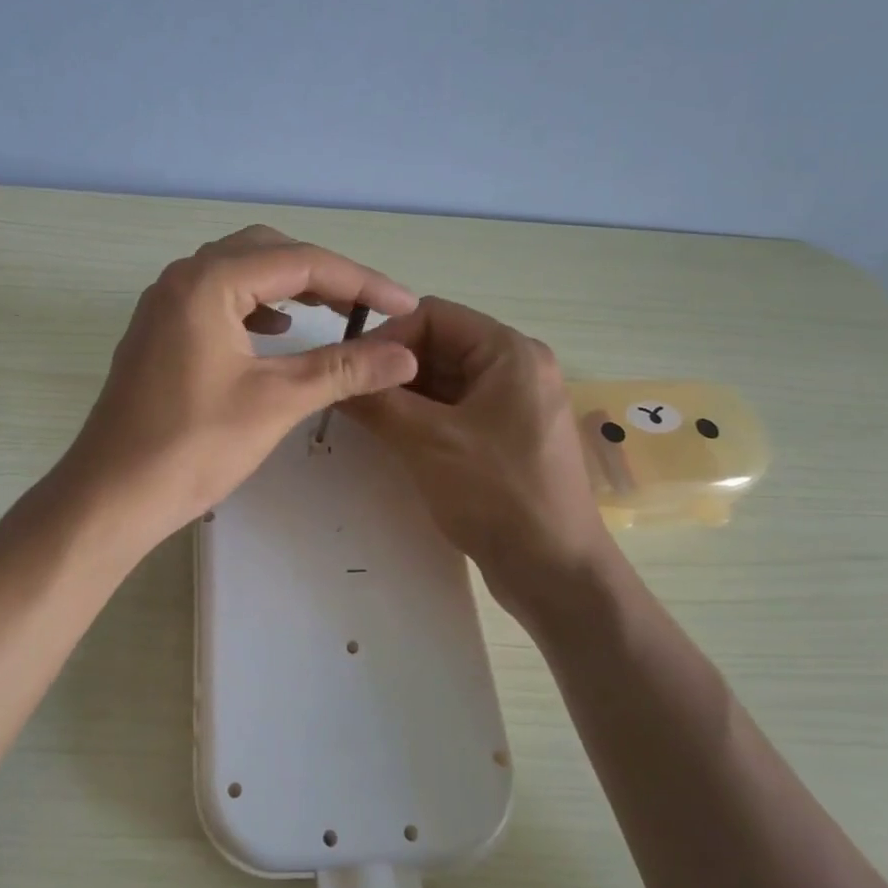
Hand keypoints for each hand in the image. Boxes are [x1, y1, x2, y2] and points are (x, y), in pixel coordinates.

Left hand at [57, 226, 419, 552]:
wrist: (112, 494)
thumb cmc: (194, 446)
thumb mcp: (277, 401)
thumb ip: (343, 368)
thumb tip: (406, 355)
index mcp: (209, 282)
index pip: (301, 262)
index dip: (361, 281)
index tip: (404, 305)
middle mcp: (183, 278)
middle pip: (268, 253)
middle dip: (324, 275)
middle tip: (368, 307)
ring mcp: (165, 304)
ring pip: (240, 272)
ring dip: (289, 286)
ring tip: (332, 312)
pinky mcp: (160, 332)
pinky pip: (218, 298)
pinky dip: (256, 306)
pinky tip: (277, 331)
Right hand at [340, 298, 619, 619]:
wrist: (555, 571)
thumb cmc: (497, 494)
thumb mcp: (427, 441)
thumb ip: (376, 402)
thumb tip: (333, 378)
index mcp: (510, 353)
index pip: (434, 315)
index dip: (387, 336)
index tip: (351, 369)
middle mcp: (516, 368)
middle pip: (440, 346)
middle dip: (393, 368)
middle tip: (350, 396)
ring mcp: (514, 404)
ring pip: (445, 380)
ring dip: (404, 394)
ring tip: (364, 417)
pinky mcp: (507, 436)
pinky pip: (456, 409)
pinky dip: (422, 416)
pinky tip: (392, 435)